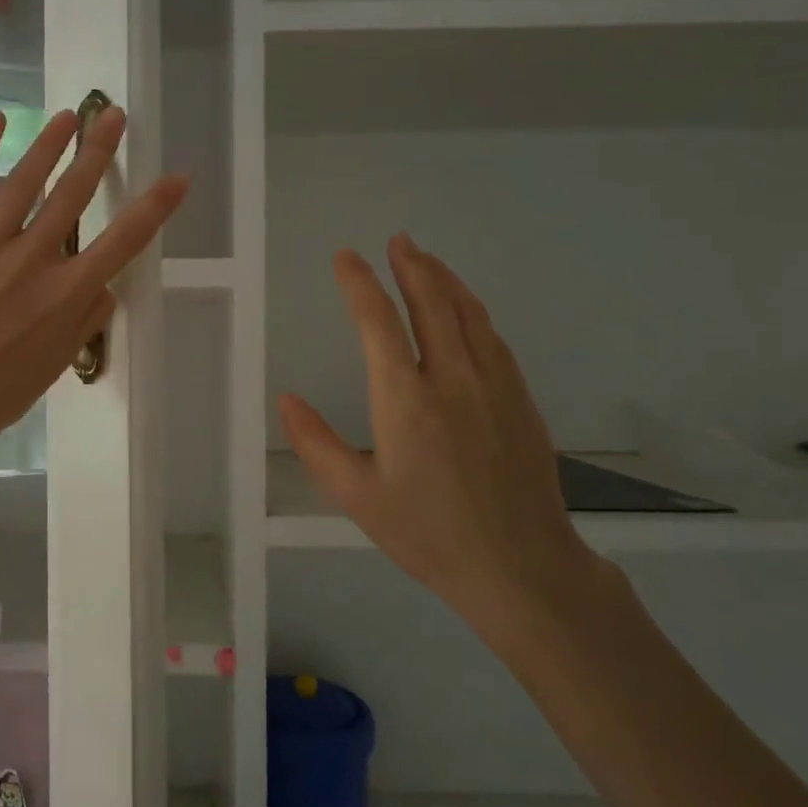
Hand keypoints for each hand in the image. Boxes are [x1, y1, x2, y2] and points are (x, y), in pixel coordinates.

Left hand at [0, 104, 187, 471]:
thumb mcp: (57, 366)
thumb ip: (86, 320)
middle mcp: (32, 262)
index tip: (177, 178)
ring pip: (23, 182)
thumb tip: (107, 286)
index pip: (123, 242)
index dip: (154, 207)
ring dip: (49, 144)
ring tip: (68, 115)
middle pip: (73, 195)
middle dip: (98, 150)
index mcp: (65, 295)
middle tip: (112, 115)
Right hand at [278, 234, 593, 641]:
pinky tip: (466, 309)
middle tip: (397, 240)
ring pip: (468, 313)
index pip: (378, 323)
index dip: (359, 284)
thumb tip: (287, 400)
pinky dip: (473, 310)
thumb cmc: (428, 533)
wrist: (520, 566)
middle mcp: (452, 379)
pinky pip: (493, 338)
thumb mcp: (356, 496)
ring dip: (444, 280)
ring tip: (426, 259)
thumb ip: (316, 444)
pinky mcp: (520, 399)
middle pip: (431, 303)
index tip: (345, 258)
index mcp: (405, 400)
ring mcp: (494, 385)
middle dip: (411, 266)